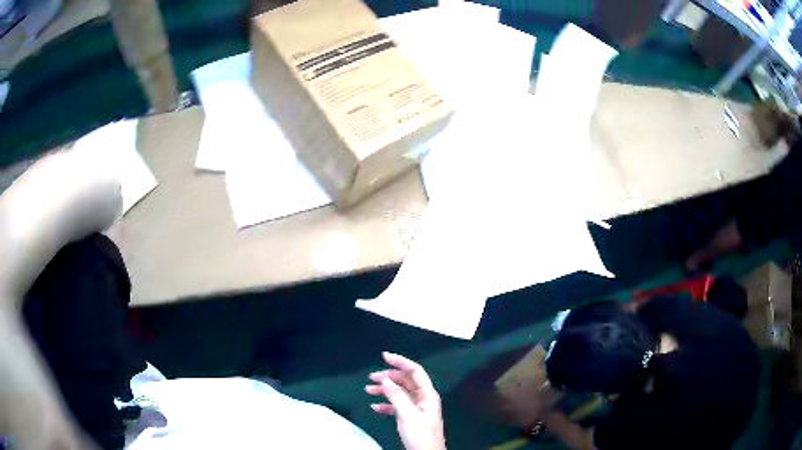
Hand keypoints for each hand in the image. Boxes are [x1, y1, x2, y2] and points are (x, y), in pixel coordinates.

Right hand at [366, 352, 444, 449]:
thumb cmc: (420, 434)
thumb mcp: (407, 414)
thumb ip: (396, 396)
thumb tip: (385, 379)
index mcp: (427, 394)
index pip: (415, 371)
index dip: (401, 362)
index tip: (384, 356)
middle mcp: (423, 398)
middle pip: (406, 381)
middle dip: (389, 377)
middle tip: (371, 377)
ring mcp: (417, 408)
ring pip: (400, 393)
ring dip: (385, 390)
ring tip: (368, 390)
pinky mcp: (411, 418)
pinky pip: (397, 406)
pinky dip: (386, 404)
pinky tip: (375, 407)